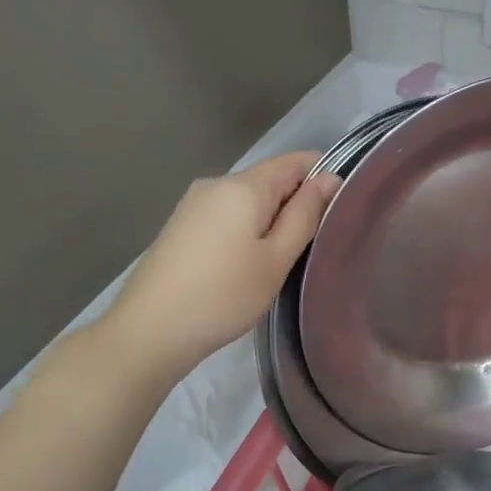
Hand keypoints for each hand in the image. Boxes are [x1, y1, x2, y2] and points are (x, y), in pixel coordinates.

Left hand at [105, 152, 338, 377]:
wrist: (149, 330)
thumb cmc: (223, 295)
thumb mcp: (276, 258)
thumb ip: (305, 214)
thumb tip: (330, 179)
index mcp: (243, 185)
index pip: (296, 161)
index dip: (324, 177)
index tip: (340, 211)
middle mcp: (216, 183)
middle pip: (271, 180)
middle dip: (297, 204)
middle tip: (314, 246)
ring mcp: (194, 204)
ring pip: (249, 200)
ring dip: (271, 220)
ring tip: (283, 260)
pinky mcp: (182, 225)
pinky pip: (227, 215)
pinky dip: (246, 230)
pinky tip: (247, 264)